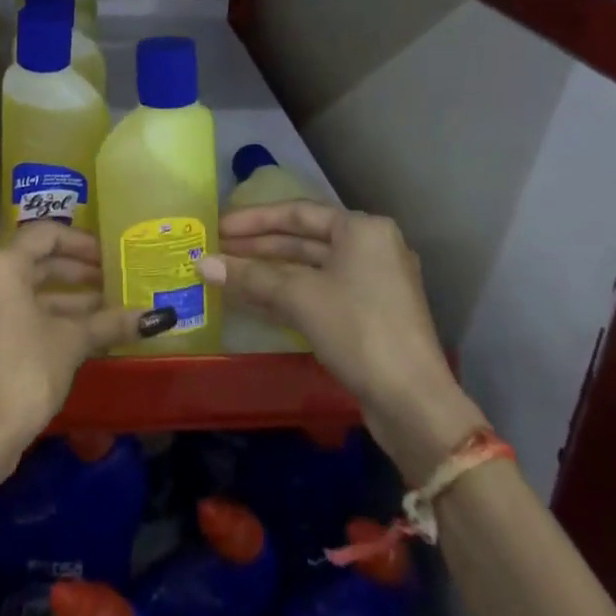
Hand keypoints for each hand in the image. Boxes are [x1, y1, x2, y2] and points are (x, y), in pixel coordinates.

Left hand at [0, 223, 176, 458]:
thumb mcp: (72, 341)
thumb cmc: (25, 370)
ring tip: (107, 306)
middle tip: (112, 279)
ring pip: (27, 288)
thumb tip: (159, 317)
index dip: (81, 243)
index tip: (109, 256)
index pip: (46, 235)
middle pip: (36, 260)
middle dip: (77, 271)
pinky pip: (15, 308)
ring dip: (66, 296)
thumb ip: (110, 321)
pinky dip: (46, 313)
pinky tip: (82, 329)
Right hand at [201, 202, 483, 477]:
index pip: (297, 212)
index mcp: (362, 229)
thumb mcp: (299, 297)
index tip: (219, 227)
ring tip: (227, 273)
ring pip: (309, 268)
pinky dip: (286, 293)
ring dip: (268, 272)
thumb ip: (250, 277)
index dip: (254, 219)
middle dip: (258, 246)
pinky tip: (252, 299)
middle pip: (303, 240)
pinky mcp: (368, 316)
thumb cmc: (358, 330)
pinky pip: (318, 292)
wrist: (413, 403)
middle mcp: (370, 248)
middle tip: (217, 251)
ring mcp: (372, 284)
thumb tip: (201, 264)